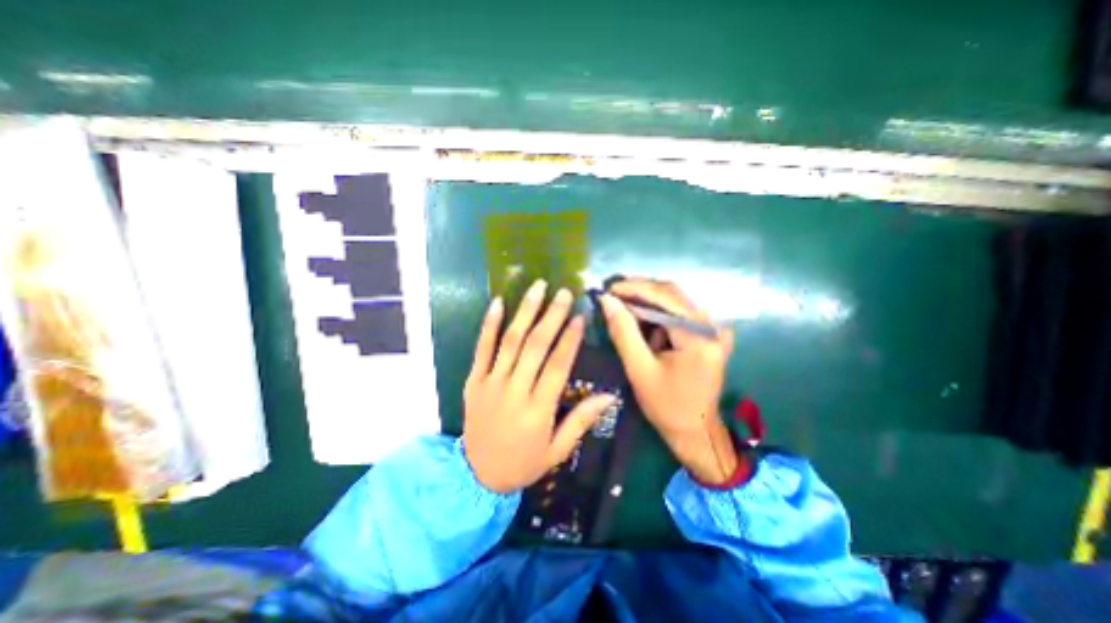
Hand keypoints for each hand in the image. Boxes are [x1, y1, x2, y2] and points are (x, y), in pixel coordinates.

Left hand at [460, 280, 616, 493]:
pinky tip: (498, 302)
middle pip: (535, 346)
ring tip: (537, 288)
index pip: (557, 366)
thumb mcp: (557, 451)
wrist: (476, 476)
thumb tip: (609, 396)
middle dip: (551, 316)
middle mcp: (514, 391)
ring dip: (525, 311)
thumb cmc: (523, 463)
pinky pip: (481, 348)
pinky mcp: (473, 380)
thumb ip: (581, 421)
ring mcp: (490, 383)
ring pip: (510, 341)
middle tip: (563, 292)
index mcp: (537, 410)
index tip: (579, 316)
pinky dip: (489, 324)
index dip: (570, 339)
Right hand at [593, 278, 740, 486]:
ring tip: (622, 309)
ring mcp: (713, 329)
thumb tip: (607, 301)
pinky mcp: (709, 334)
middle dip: (639, 293)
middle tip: (612, 296)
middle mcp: (711, 326)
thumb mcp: (639, 369)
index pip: (665, 297)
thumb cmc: (666, 406)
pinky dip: (657, 315)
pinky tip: (641, 324)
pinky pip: (679, 314)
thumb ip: (623, 331)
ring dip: (647, 303)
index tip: (608, 289)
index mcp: (699, 336)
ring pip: (674, 302)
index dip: (634, 288)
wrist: (696, 431)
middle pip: (672, 295)